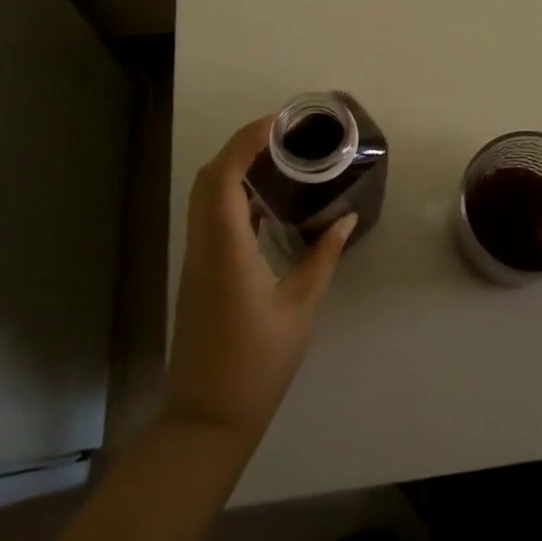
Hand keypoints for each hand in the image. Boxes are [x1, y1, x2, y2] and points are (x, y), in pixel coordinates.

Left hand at [164, 116, 355, 441]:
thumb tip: (345, 219)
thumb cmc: (258, 362)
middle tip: (281, 137)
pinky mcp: (198, 273)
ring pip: (204, 198)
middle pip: (208, 179)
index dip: (246, 141)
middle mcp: (203, 246)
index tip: (277, 123)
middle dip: (240, 147)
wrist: (208, 417)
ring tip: (276, 161)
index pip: (225, 177)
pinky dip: (231, 198)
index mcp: (227, 248)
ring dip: (233, 170)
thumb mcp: (300, 307)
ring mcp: (195, 260)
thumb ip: (323, 257)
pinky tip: (264, 204)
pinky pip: (209, 219)